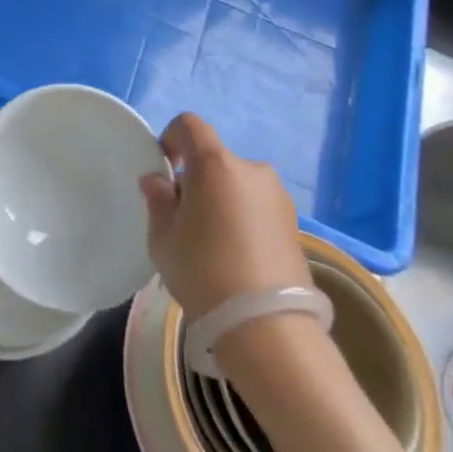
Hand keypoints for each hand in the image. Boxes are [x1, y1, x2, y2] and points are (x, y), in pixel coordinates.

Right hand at [141, 113, 311, 318]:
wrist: (267, 326)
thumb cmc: (204, 271)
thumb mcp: (163, 238)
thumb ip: (158, 200)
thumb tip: (157, 180)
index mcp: (215, 164)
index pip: (190, 125)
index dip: (171, 138)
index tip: (165, 170)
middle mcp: (251, 169)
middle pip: (214, 160)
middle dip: (196, 180)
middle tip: (184, 220)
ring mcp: (278, 196)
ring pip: (237, 185)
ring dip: (221, 200)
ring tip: (213, 244)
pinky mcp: (295, 224)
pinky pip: (257, 207)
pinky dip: (243, 219)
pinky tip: (236, 257)